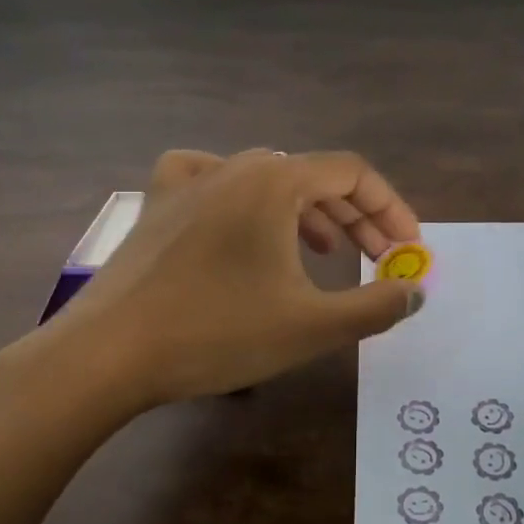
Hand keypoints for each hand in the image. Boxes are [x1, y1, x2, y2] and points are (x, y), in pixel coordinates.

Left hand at [18, 148, 423, 409]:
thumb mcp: (311, 326)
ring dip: (308, 212)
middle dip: (356, 217)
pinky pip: (208, 179)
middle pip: (313, 177)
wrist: (107, 355)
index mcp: (275, 183)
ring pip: (267, 180)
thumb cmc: (217, 334)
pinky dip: (239, 194)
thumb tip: (415, 291)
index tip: (407, 249)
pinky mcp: (157, 205)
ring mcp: (190, 183)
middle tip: (378, 259)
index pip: (353, 173)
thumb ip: (375, 306)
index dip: (390, 208)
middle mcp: (235, 168)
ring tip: (327, 253)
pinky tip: (239, 216)